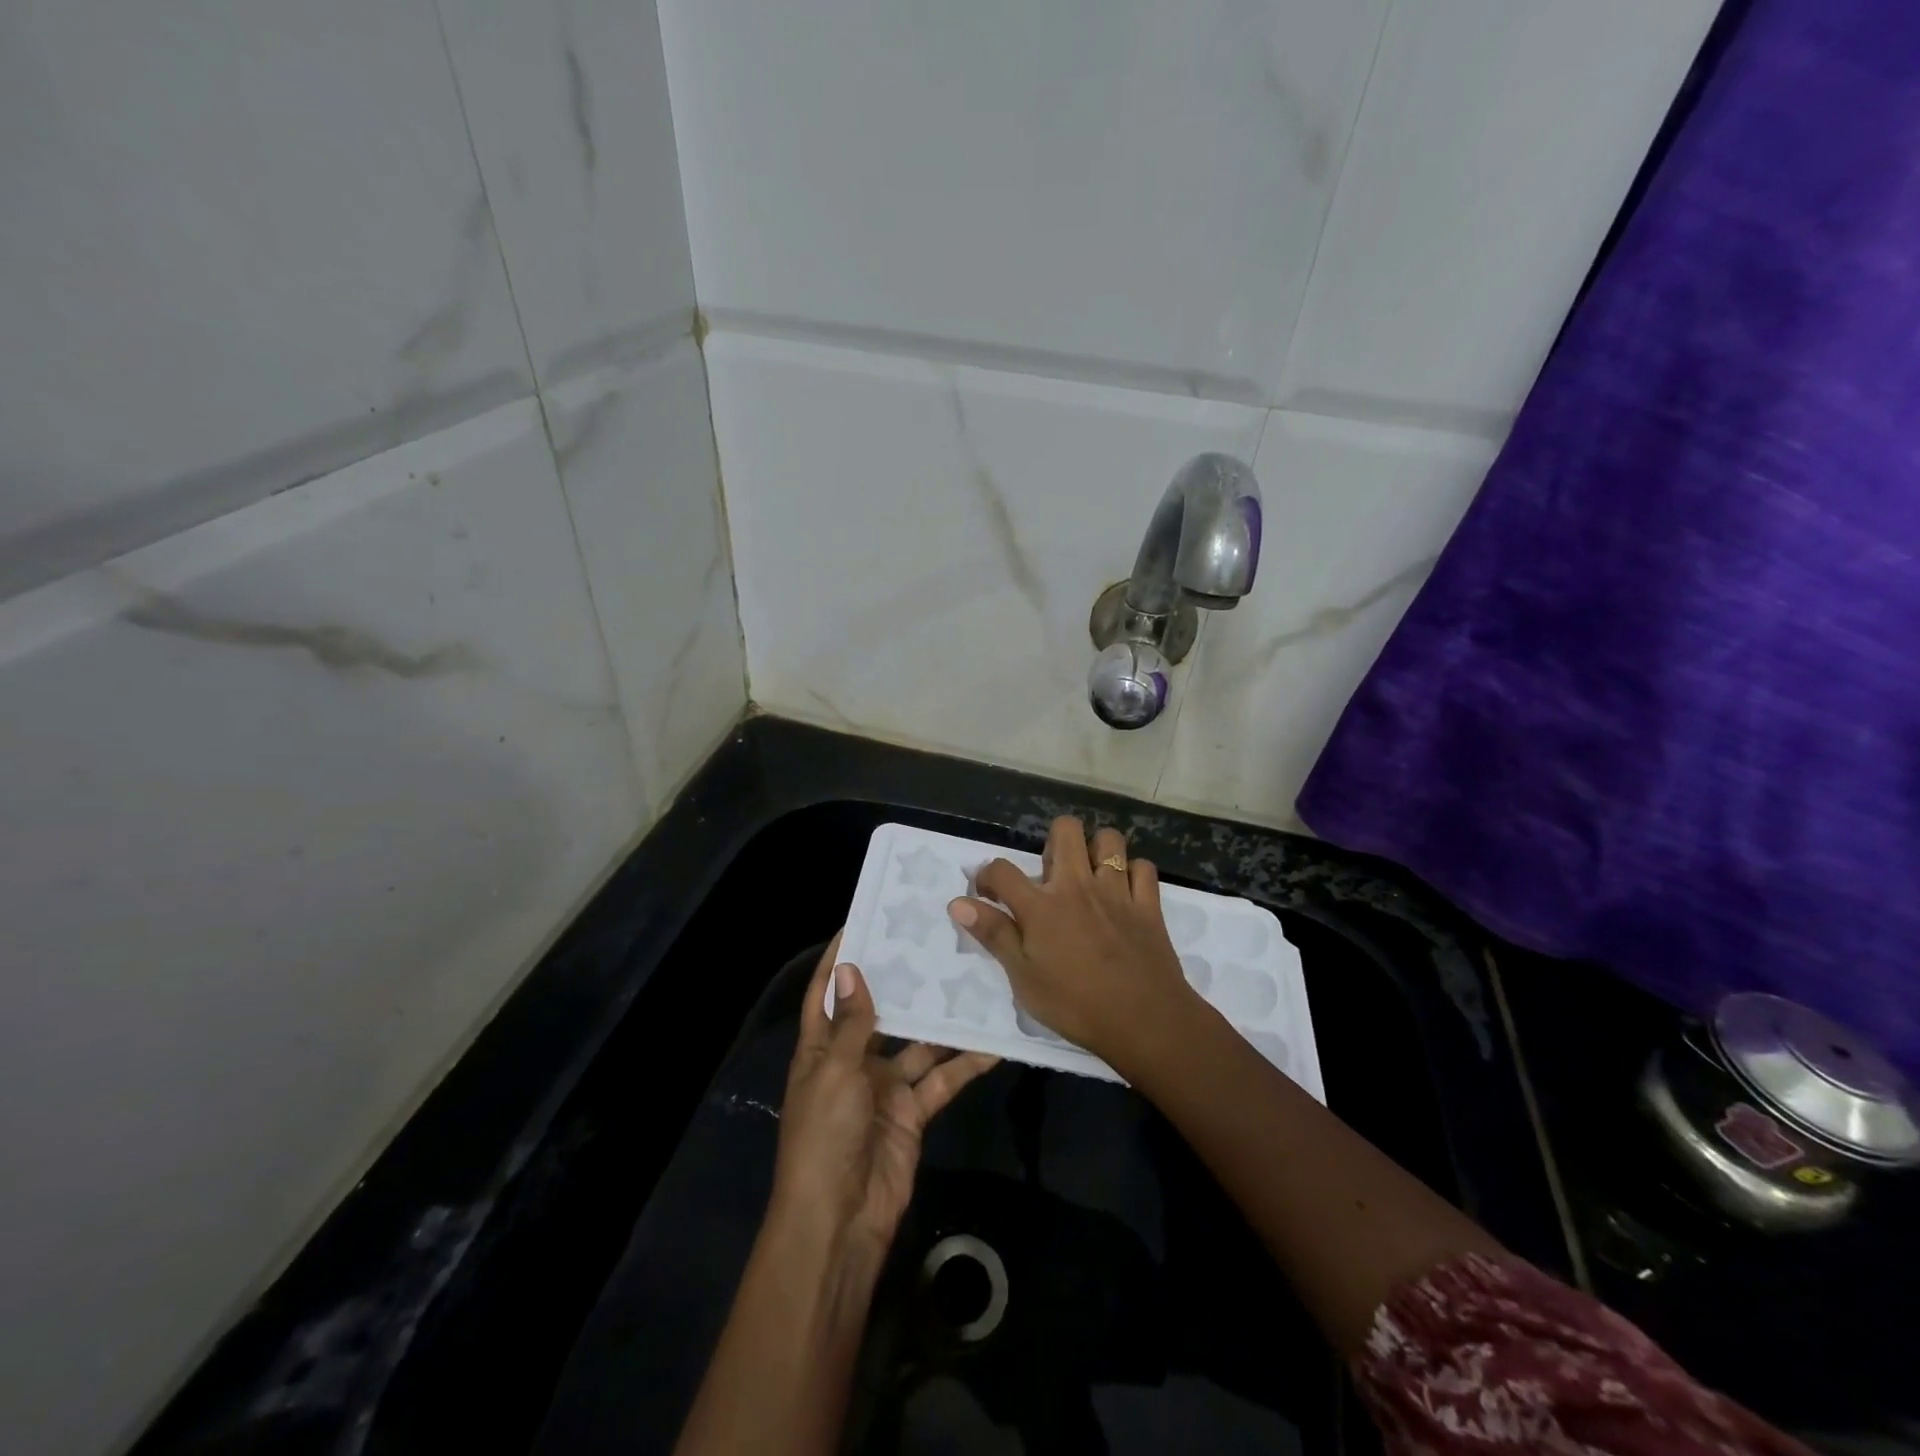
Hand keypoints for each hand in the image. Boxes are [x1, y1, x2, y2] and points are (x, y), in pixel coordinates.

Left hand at [769, 937, 998, 1262]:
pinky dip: (965, 1063)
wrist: (841, 1221)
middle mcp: (853, 1062)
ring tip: (971, 981)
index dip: (838, 961)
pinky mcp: (913, 1112)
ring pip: (918, 1044)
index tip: (861, 922)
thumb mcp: (835, 1072)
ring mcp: (885, 1087)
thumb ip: (852, 1023)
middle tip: (933, 942)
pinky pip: (941, 1079)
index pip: (826, 994)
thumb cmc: (824, 1136)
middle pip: (879, 1013)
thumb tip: (850, 967)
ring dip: (941, 1021)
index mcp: (820, 1050)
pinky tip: (992, 1041)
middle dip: (901, 983)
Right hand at [947, 816, 1194, 1066]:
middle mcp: (1077, 886)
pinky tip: (1125, 892)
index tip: (988, 893)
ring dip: (1096, 850)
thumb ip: (994, 935)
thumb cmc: (1076, 1005)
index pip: (1002, 870)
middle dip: (1053, 841)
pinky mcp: (1148, 904)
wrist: (1145, 1021)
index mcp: (1042, 907)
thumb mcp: (1024, 979)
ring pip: (1109, 840)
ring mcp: (1117, 891)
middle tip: (1051, 875)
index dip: (987, 875)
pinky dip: (1132, 873)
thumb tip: (958, 903)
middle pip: (1065, 830)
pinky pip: (1143, 867)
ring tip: (1089, 875)